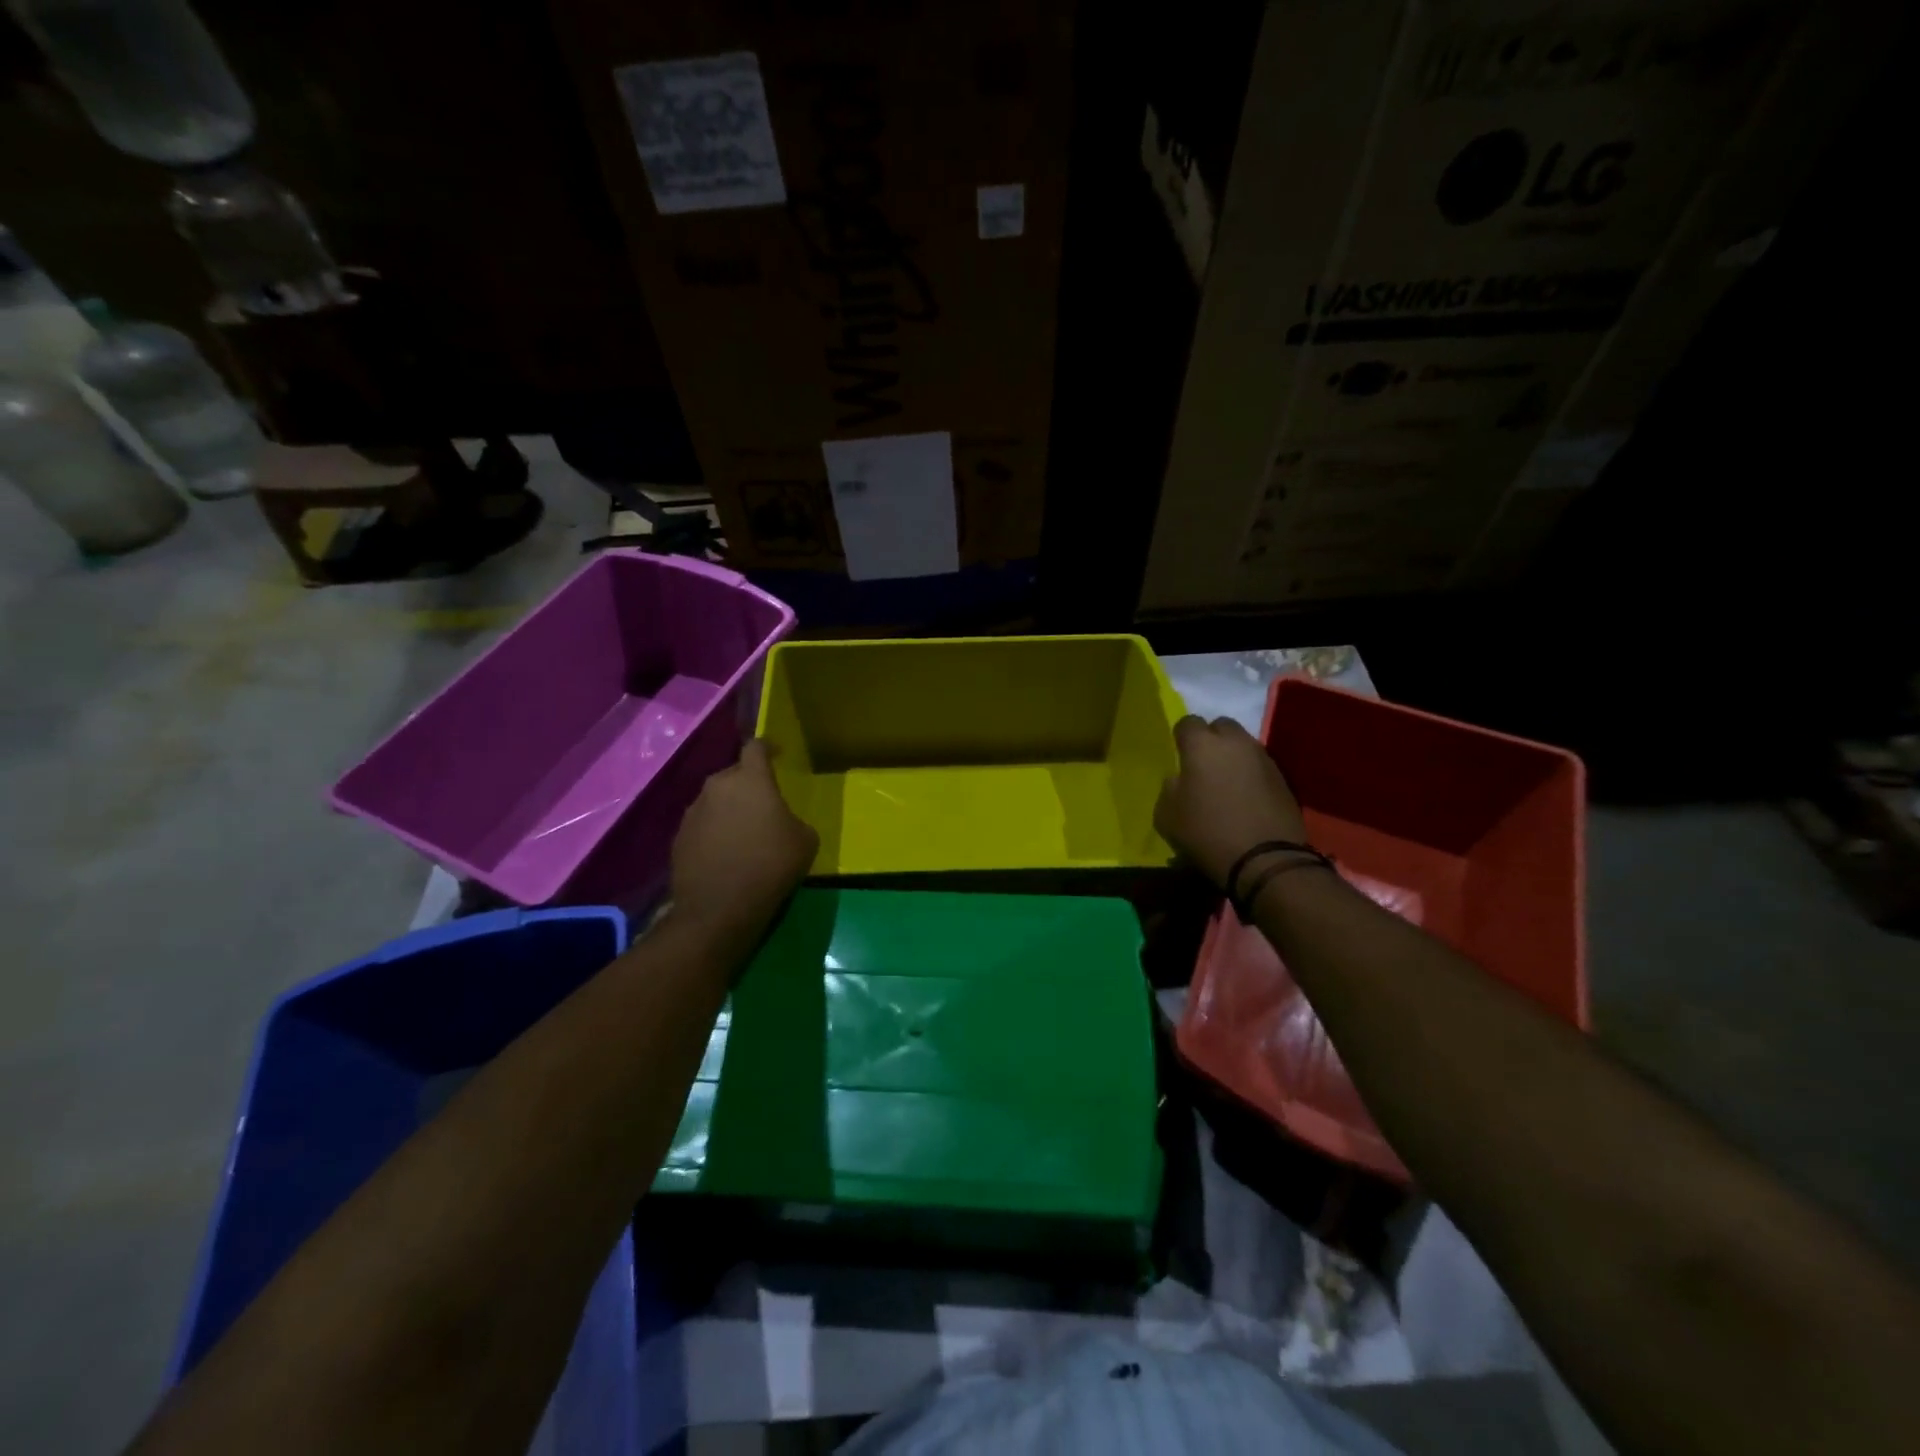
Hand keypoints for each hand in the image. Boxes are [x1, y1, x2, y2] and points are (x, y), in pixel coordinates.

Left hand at [669, 740, 816, 945]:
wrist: (718, 908)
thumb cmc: (771, 865)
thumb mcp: (806, 841)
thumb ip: (794, 819)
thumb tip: (782, 822)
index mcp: (751, 780)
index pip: (756, 747)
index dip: (768, 747)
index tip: (777, 754)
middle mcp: (716, 786)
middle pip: (734, 775)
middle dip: (748, 784)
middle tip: (763, 804)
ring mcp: (693, 812)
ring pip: (715, 800)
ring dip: (729, 809)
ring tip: (743, 832)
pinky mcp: (678, 837)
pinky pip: (702, 825)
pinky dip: (714, 832)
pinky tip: (725, 853)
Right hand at [1154, 715, 1308, 887]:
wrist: (1266, 859)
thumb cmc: (1207, 833)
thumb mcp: (1166, 815)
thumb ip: (1169, 788)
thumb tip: (1179, 778)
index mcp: (1202, 745)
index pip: (1187, 722)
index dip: (1181, 737)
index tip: (1179, 755)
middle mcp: (1235, 742)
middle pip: (1221, 725)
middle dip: (1211, 739)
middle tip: (1203, 765)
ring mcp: (1263, 758)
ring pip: (1243, 744)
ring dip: (1233, 756)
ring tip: (1226, 782)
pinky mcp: (1283, 778)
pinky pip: (1260, 765)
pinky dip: (1250, 774)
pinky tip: (1246, 797)